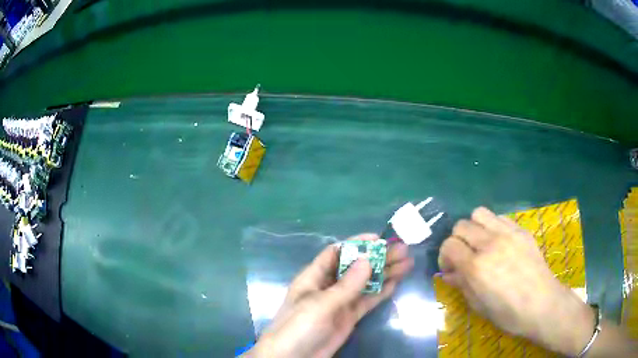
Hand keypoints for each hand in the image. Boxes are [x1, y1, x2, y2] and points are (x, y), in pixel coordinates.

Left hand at [247, 233, 413, 357]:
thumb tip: (367, 259)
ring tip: (407, 262)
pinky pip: (367, 301)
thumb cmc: (299, 327)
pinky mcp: (349, 317)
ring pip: (365, 283)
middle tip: (403, 249)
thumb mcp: (320, 304)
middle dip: (378, 257)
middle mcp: (328, 286)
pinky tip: (397, 282)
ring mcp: (340, 303)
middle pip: (355, 267)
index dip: (357, 244)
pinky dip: (382, 291)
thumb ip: (346, 285)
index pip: (336, 253)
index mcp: (314, 277)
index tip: (380, 239)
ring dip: (384, 273)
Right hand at [438, 207, 594, 355]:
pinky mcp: (521, 230)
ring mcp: (507, 233)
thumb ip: (461, 285)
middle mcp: (489, 244)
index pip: (449, 246)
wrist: (542, 304)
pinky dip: (493, 226)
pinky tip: (499, 242)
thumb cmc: (508, 313)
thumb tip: (448, 274)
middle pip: (461, 226)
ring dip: (474, 228)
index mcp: (476, 267)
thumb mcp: (479, 306)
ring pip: (479, 213)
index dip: (445, 257)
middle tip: (465, 257)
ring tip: (481, 244)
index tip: (451, 268)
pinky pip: (499, 217)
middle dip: (457, 241)